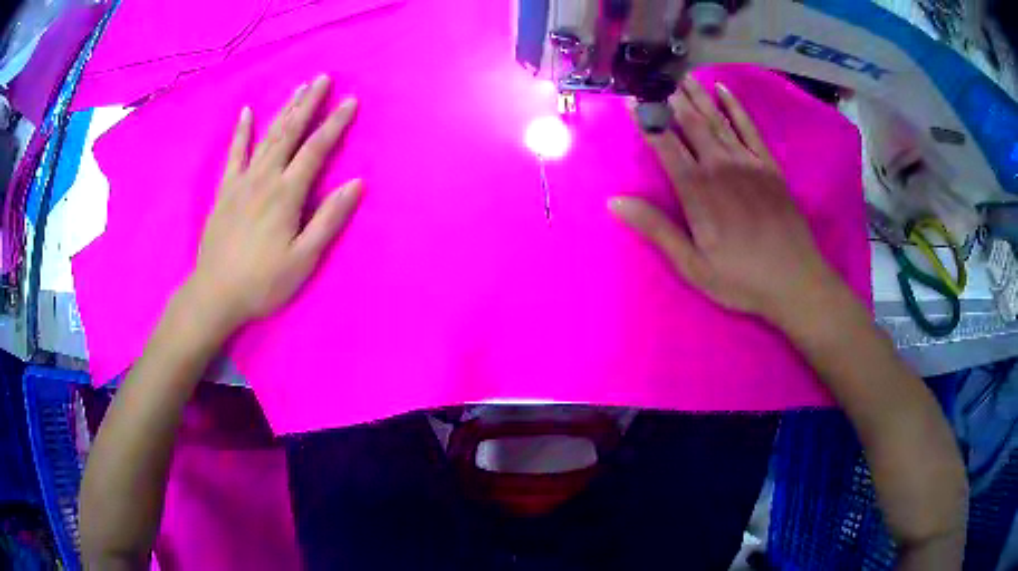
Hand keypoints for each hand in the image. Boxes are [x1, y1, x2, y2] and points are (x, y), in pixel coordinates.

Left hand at [184, 75, 361, 336]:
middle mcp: (264, 178)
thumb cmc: (262, 282)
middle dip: (309, 104)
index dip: (335, 123)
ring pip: (266, 136)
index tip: (351, 101)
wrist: (214, 295)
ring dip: (284, 110)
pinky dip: (241, 132)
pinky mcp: (225, 190)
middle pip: (290, 132)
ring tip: (298, 88)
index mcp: (286, 194)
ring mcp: (241, 182)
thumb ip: (329, 219)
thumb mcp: (303, 259)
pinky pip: (234, 154)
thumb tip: (357, 183)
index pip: (316, 149)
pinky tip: (246, 113)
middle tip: (323, 78)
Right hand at [609, 77, 839, 327]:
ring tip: (682, 76)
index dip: (648, 122)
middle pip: (691, 124)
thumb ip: (657, 229)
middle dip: (672, 100)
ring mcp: (748, 162)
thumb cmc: (741, 279)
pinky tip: (723, 90)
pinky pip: (748, 127)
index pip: (665, 146)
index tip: (633, 103)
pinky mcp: (769, 165)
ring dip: (697, 97)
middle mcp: (720, 166)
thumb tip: (615, 202)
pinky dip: (735, 107)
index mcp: (698, 190)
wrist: (796, 281)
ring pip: (717, 120)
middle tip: (657, 79)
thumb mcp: (693, 265)